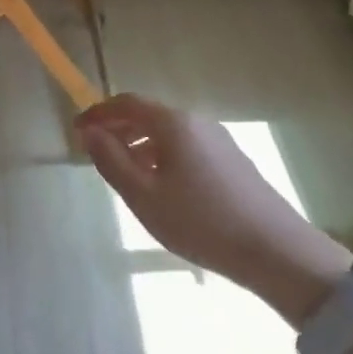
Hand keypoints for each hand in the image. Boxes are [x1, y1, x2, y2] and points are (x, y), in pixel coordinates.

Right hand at [76, 94, 350, 316]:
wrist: (275, 250)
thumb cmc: (200, 221)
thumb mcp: (144, 195)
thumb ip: (112, 161)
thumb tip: (90, 133)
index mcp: (173, 123)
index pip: (127, 103)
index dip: (99, 113)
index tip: (77, 130)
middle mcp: (197, 122)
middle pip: (149, 115)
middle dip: (118, 129)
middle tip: (95, 152)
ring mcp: (219, 140)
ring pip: (168, 133)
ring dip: (140, 145)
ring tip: (124, 173)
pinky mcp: (233, 161)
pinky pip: (186, 148)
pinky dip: (162, 156)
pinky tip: (161, 187)